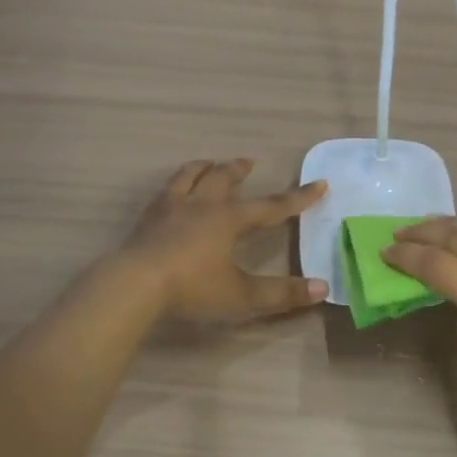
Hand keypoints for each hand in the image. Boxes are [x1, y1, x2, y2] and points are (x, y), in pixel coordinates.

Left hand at [122, 158, 327, 323]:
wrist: (134, 284)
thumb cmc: (192, 287)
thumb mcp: (241, 294)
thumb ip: (281, 293)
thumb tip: (323, 288)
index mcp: (228, 219)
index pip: (270, 206)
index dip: (297, 197)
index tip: (319, 183)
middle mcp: (201, 205)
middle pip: (223, 178)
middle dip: (239, 170)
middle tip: (249, 161)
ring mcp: (170, 208)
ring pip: (189, 176)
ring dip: (202, 168)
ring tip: (208, 163)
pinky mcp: (147, 218)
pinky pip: (164, 192)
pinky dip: (174, 185)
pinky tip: (170, 193)